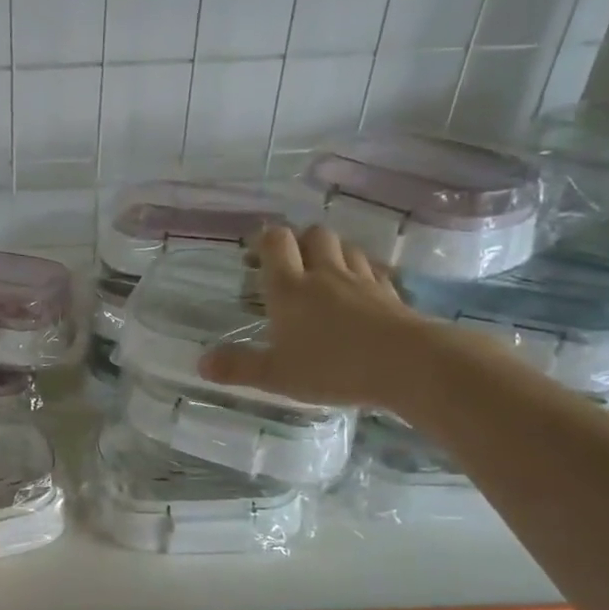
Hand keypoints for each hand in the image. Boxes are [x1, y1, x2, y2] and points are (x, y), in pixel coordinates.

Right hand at [199, 224, 435, 407]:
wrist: (407, 364)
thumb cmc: (332, 367)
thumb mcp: (275, 374)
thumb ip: (238, 367)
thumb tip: (201, 364)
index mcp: (290, 289)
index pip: (276, 243)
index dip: (264, 240)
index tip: (255, 251)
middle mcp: (324, 275)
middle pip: (313, 235)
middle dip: (299, 241)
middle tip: (288, 264)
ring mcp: (362, 281)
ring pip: (345, 247)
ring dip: (331, 252)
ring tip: (321, 273)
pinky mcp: (390, 293)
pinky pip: (373, 269)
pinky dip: (361, 272)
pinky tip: (358, 290)